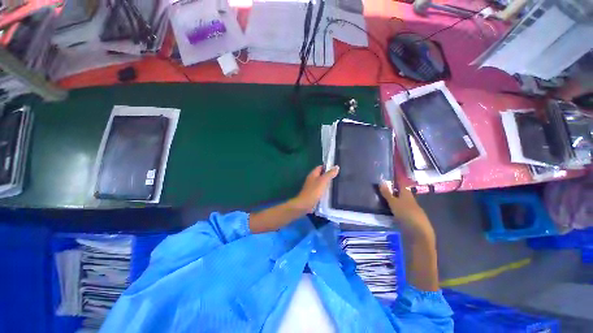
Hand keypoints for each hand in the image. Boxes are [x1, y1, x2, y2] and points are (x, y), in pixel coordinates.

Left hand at [291, 165, 339, 212]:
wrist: (305, 204)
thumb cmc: (314, 191)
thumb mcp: (323, 181)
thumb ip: (329, 174)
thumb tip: (336, 167)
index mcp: (313, 174)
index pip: (320, 167)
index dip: (327, 167)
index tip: (336, 168)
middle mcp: (312, 179)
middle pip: (321, 174)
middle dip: (328, 175)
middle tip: (339, 176)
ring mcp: (312, 186)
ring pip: (321, 182)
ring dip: (327, 182)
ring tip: (337, 183)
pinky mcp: (313, 193)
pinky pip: (320, 189)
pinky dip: (325, 189)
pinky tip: (331, 191)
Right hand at [379, 181, 433, 238]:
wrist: (419, 233)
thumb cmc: (406, 214)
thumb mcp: (394, 203)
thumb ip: (387, 193)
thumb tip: (381, 181)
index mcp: (407, 194)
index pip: (402, 183)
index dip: (397, 178)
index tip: (391, 174)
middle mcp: (410, 200)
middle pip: (402, 192)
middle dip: (394, 189)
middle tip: (383, 186)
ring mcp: (411, 209)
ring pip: (402, 201)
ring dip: (395, 199)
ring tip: (383, 197)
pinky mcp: (410, 217)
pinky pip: (401, 209)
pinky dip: (396, 207)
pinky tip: (390, 210)